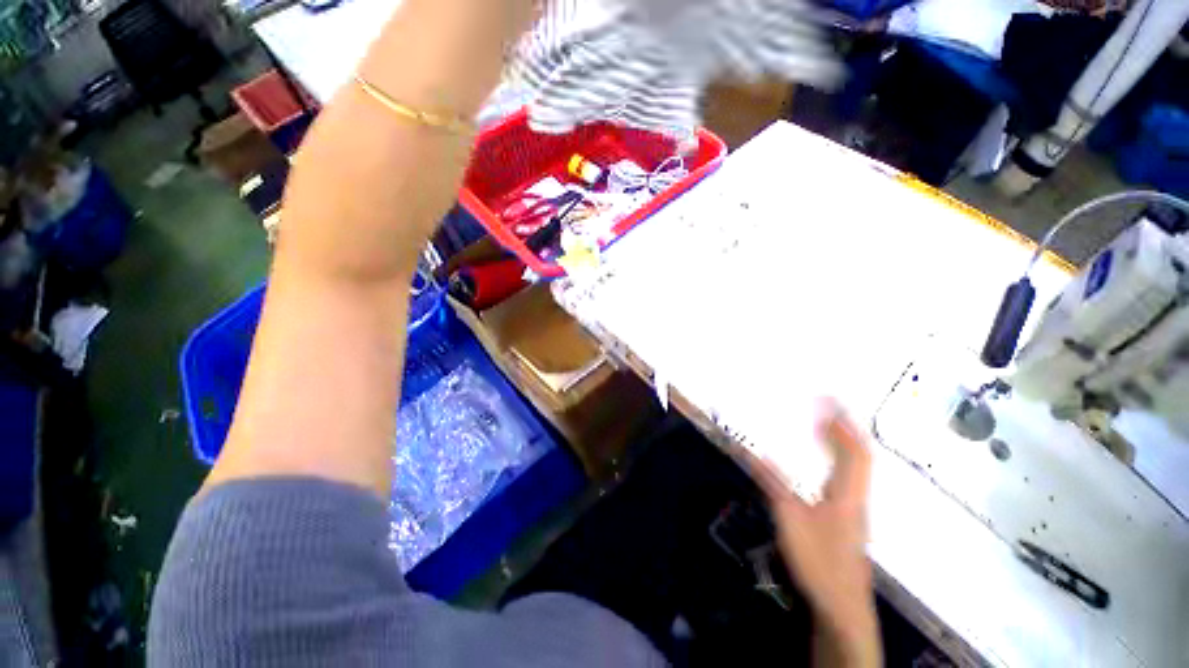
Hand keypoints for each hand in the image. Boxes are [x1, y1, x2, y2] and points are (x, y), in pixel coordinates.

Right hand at [749, 401, 880, 666]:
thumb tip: (753, 451)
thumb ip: (772, 483)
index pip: (853, 450)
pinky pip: (847, 480)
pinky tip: (823, 465)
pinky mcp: (848, 519)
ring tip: (823, 427)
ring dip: (841, 444)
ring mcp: (855, 509)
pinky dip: (837, 462)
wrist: (842, 605)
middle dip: (844, 428)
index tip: (829, 400)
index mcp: (847, 493)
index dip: (843, 423)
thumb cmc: (819, 560)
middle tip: (826, 407)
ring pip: (855, 468)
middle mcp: (856, 496)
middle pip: (859, 456)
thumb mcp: (789, 519)